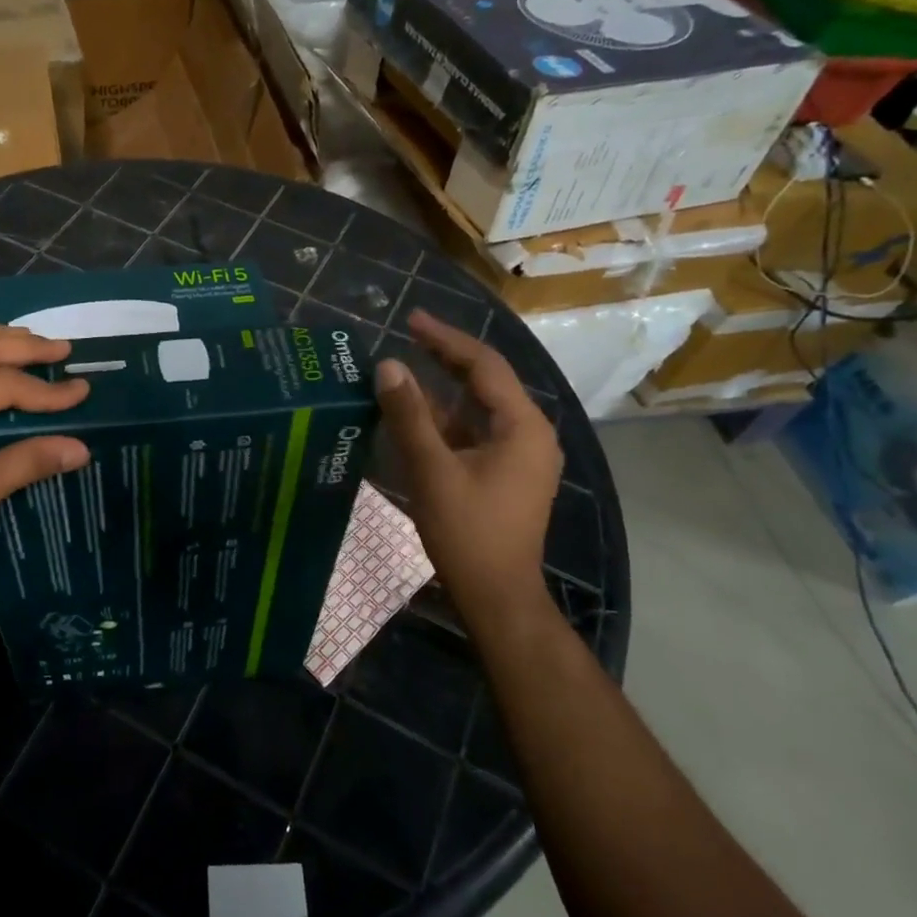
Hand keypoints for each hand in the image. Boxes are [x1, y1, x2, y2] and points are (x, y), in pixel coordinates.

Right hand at [375, 309, 562, 609]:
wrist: (498, 596)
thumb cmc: (469, 534)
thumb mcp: (432, 471)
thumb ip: (409, 417)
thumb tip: (387, 366)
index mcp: (522, 426)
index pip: (484, 365)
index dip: (446, 339)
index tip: (411, 320)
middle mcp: (529, 433)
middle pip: (486, 381)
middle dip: (446, 357)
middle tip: (408, 333)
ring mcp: (520, 455)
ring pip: (479, 408)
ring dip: (444, 389)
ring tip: (405, 370)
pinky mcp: (507, 473)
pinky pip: (476, 431)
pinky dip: (447, 419)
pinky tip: (416, 415)